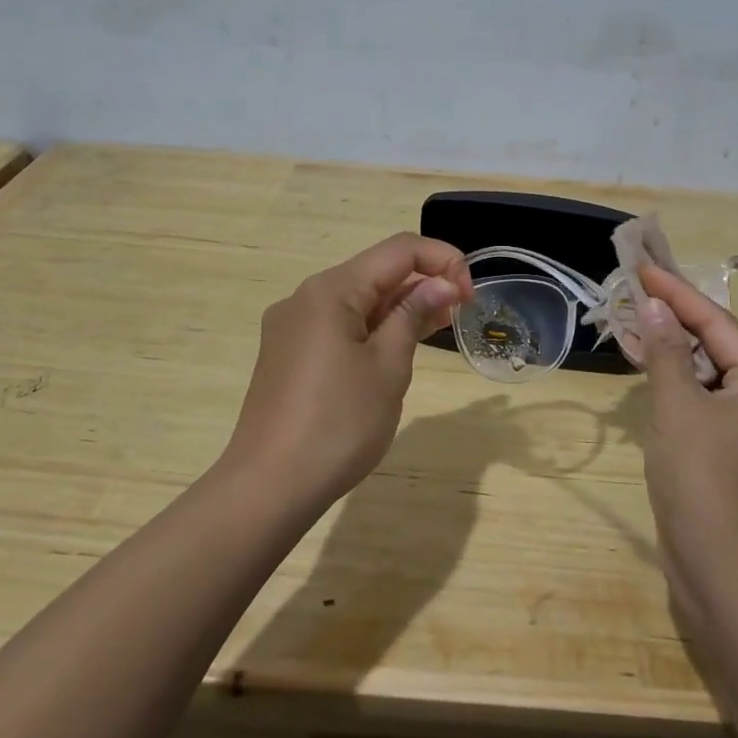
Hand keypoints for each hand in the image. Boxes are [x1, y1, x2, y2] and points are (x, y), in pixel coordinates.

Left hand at [225, 233, 472, 510]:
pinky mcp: (288, 353)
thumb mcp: (388, 367)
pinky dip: (373, 327)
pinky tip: (395, 348)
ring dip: (400, 306)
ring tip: (437, 327)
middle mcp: (306, 297)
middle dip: (422, 283)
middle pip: (376, 271)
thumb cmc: (338, 424)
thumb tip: (440, 283)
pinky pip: (339, 324)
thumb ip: (414, 314)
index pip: (399, 250)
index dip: (443, 260)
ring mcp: (292, 326)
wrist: (268, 488)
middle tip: (459, 314)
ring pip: (358, 299)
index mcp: (331, 289)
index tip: (470, 296)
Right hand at [635, 262, 737, 581]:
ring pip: (712, 375)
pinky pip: (708, 403)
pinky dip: (681, 385)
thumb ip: (666, 352)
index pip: (717, 322)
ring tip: (637, 327)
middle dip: (676, 321)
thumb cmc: (702, 478)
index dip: (677, 294)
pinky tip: (652, 375)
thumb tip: (656, 307)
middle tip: (637, 296)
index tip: (644, 270)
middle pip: (719, 345)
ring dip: (674, 353)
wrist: (723, 570)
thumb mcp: (678, 407)